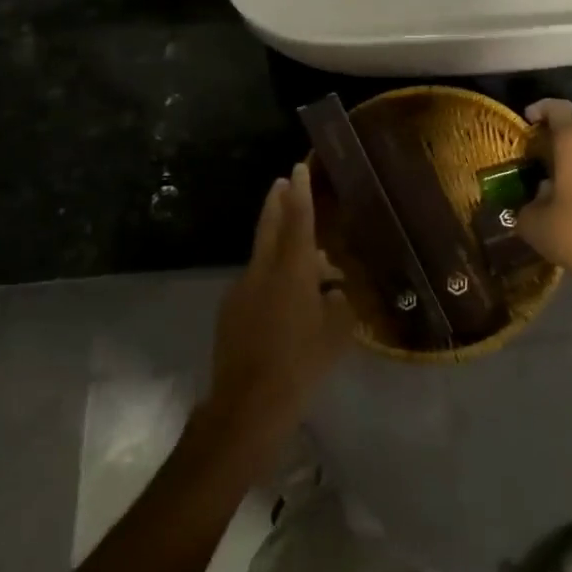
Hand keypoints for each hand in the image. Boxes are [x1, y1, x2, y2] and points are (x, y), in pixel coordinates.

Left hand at [205, 163, 353, 465]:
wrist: (248, 403)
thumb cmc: (302, 364)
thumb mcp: (337, 335)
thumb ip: (340, 305)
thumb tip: (335, 291)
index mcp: (293, 271)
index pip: (299, 221)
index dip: (301, 193)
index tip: (298, 168)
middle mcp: (264, 271)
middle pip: (270, 226)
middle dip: (277, 202)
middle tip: (282, 181)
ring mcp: (242, 289)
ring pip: (264, 257)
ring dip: (279, 246)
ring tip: (304, 259)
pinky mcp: (231, 310)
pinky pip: (256, 282)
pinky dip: (271, 278)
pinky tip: (285, 301)